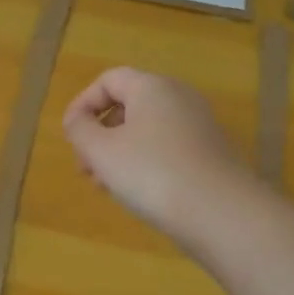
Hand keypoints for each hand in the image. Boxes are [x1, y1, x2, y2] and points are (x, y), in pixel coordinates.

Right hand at [62, 66, 251, 240]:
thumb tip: (78, 120)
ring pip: (147, 130)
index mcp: (152, 87)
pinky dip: (145, 163)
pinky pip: (167, 148)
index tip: (70, 136)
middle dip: (100, 133)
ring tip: (106, 186)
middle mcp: (179, 98)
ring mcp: (199, 126)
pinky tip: (138, 194)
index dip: (82, 104)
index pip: (108, 80)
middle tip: (85, 167)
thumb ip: (80, 129)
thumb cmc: (152, 174)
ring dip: (120, 152)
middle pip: (129, 105)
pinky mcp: (211, 153)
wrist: (223, 214)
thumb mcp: (101, 152)